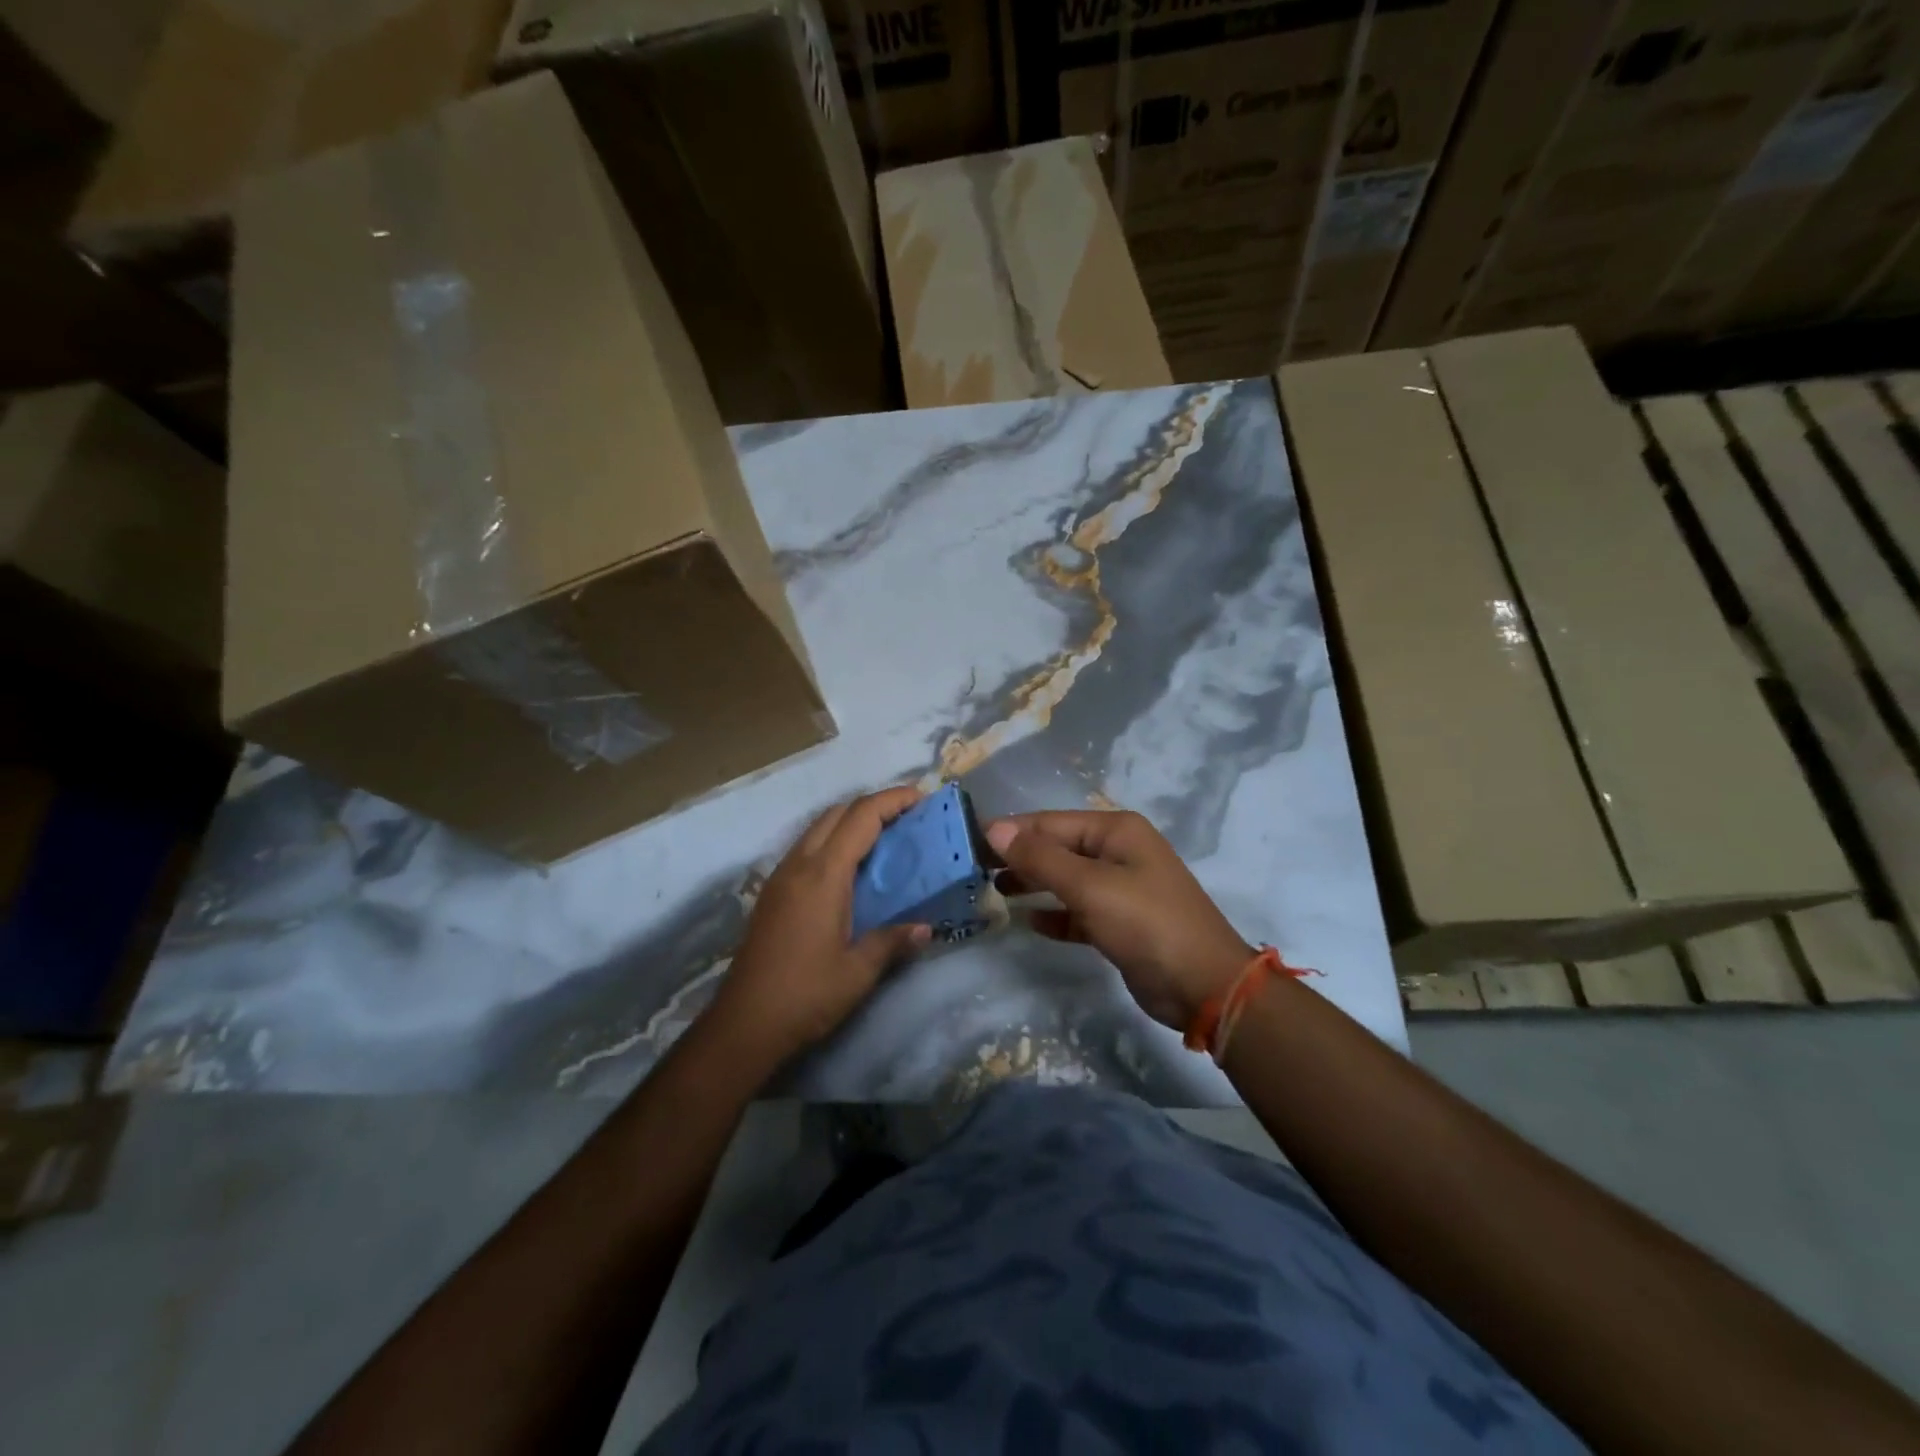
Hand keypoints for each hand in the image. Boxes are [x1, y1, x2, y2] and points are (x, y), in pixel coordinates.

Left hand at [709, 787, 931, 1063]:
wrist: (743, 1025)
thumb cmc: (805, 996)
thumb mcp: (858, 972)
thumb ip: (893, 941)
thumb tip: (926, 928)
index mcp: (823, 875)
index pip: (861, 817)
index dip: (893, 800)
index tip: (923, 798)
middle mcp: (799, 865)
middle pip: (837, 812)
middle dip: (874, 805)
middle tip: (909, 818)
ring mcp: (780, 878)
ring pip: (818, 828)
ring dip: (851, 822)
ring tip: (885, 839)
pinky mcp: (772, 894)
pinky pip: (806, 849)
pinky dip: (833, 842)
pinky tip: (851, 870)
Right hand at [987, 810, 1252, 1029]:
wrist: (1204, 986)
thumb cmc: (1146, 923)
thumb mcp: (1090, 887)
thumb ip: (1041, 858)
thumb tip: (996, 828)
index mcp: (1116, 831)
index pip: (1051, 822)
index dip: (1011, 831)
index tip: (968, 842)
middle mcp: (1118, 852)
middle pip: (1057, 847)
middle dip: (1019, 857)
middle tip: (974, 870)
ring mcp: (1120, 888)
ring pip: (1065, 879)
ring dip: (1032, 884)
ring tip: (993, 892)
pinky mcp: (1119, 922)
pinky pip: (1077, 910)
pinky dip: (1054, 914)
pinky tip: (1028, 921)